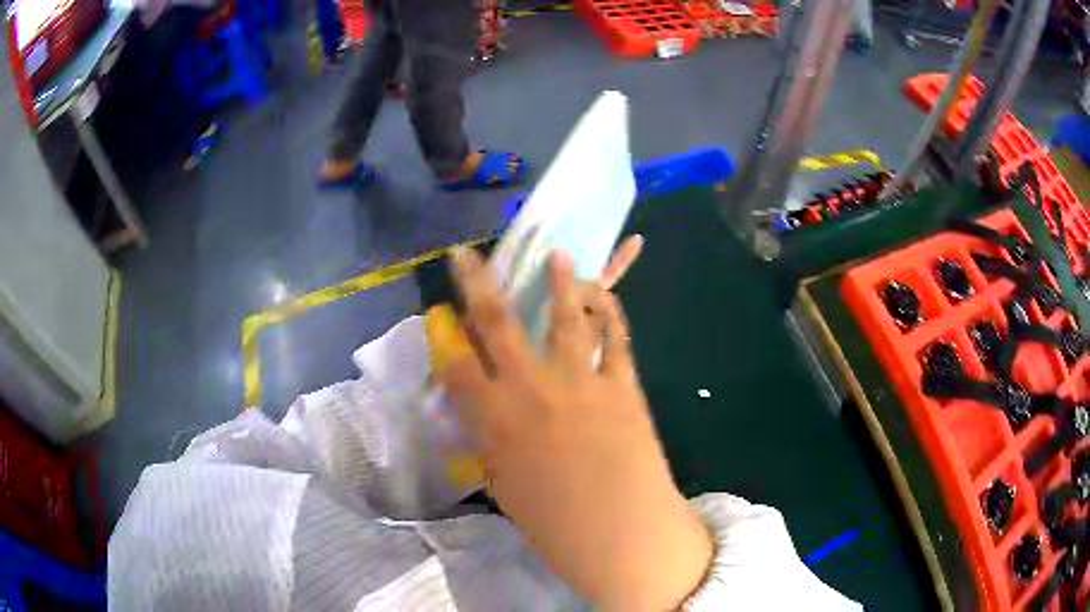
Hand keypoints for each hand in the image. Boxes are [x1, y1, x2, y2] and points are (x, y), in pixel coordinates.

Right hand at [427, 246, 712, 611]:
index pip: (456, 367)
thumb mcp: (505, 489)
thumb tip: (480, 419)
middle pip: (497, 324)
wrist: (623, 535)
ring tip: (556, 254)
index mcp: (496, 421)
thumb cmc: (556, 525)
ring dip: (559, 282)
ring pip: (565, 317)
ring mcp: (582, 382)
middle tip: (466, 254)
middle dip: (477, 283)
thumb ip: (490, 447)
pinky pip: (616, 339)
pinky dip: (611, 314)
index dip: (443, 338)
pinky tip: (606, 295)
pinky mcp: (623, 386)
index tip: (439, 316)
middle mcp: (533, 390)